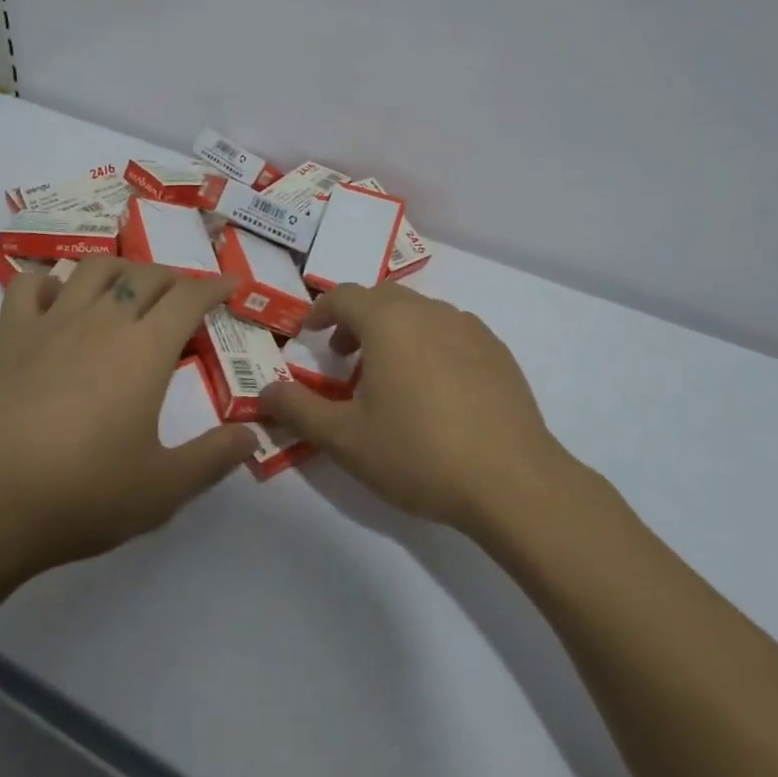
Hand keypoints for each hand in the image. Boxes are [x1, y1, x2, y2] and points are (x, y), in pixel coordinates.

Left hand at [0, 259, 255, 588]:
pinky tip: (56, 298)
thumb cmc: (82, 494)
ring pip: (93, 269)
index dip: (214, 286)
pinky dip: (47, 281)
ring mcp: (51, 324)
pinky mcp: (9, 338)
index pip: (189, 296)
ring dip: (120, 268)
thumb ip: (213, 458)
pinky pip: (28, 287)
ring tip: (129, 287)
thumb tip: (252, 434)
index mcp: (145, 349)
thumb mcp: (162, 489)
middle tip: (184, 297)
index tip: (230, 284)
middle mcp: (103, 321)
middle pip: (145, 276)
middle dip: (173, 278)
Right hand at [260, 283, 573, 532]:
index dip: (320, 311)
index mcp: (389, 321)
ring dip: (394, 331)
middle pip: (382, 298)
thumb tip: (265, 391)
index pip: (344, 296)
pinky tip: (435, 389)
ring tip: (388, 376)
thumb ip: (298, 410)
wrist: (512, 480)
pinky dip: (429, 343)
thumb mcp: (345, 439)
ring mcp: (469, 328)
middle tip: (343, 357)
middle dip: (356, 319)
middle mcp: (429, 311)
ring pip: (419, 313)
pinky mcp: (497, 350)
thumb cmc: (418, 453)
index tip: (307, 333)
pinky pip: (451, 331)